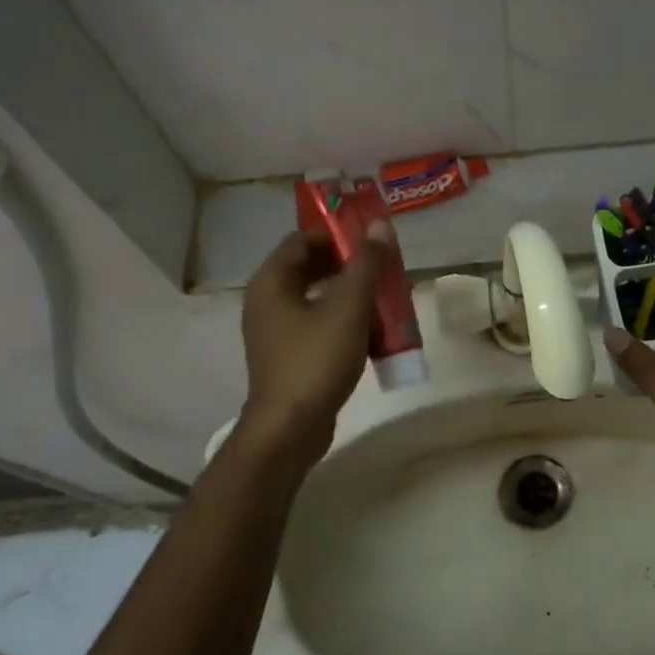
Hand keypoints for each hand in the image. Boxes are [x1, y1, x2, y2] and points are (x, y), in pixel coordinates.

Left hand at [236, 225, 390, 465]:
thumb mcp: (348, 307)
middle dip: (349, 263)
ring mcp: (277, 331)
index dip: (337, 232)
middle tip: (384, 265)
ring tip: (386, 295)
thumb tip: (378, 226)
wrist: (290, 429)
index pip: (303, 239)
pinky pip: (319, 324)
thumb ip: (365, 264)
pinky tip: (373, 330)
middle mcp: (268, 301)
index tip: (372, 236)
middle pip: (311, 267)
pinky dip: (344, 319)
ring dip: (351, 293)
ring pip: (318, 297)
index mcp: (272, 282)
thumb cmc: (316, 360)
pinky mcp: (290, 355)